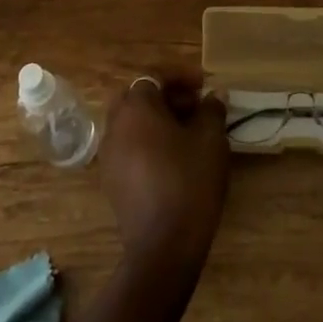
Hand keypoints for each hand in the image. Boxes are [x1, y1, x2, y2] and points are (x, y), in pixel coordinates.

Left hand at [99, 75, 229, 270]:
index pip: (154, 75)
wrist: (164, 246)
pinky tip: (174, 159)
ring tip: (188, 133)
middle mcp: (114, 126)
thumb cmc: (189, 181)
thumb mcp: (211, 139)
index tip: (204, 85)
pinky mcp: (111, 182)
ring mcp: (108, 156)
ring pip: (132, 123)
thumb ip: (212, 109)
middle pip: (138, 97)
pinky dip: (148, 143)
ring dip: (157, 120)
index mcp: (135, 108)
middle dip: (166, 96)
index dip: (181, 76)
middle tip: (194, 106)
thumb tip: (214, 96)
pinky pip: (129, 147)